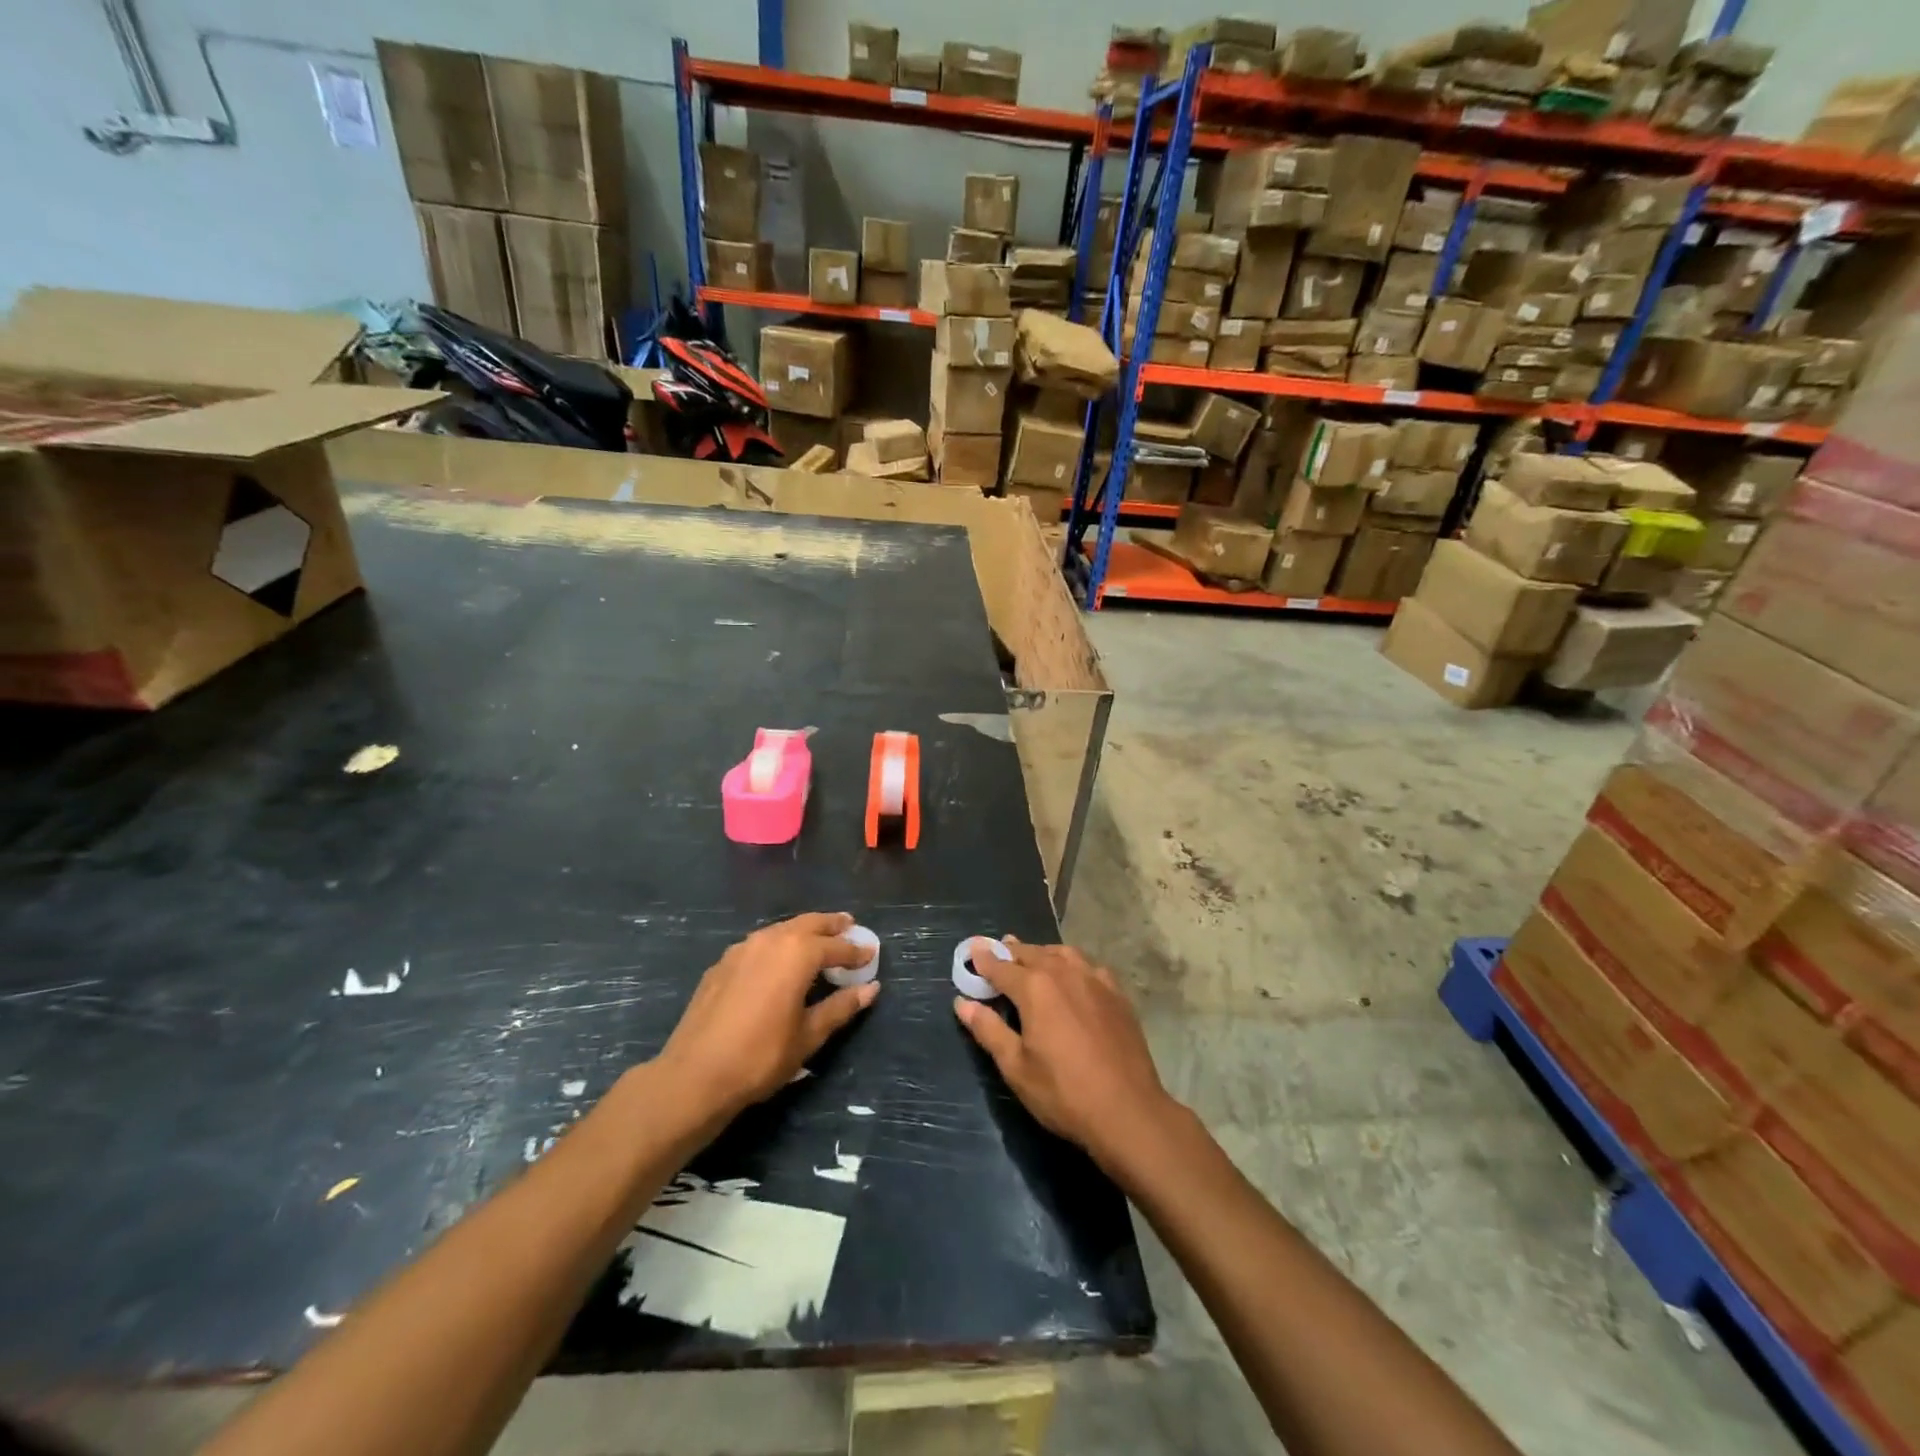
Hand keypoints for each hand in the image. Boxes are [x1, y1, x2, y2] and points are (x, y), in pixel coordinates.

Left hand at [657, 912, 876, 1118]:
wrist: (694, 1075)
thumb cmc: (761, 1056)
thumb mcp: (808, 1035)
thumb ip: (840, 1007)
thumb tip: (871, 989)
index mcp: (797, 954)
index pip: (835, 946)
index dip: (855, 950)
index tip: (871, 952)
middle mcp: (770, 940)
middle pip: (808, 924)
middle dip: (830, 925)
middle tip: (848, 925)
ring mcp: (741, 949)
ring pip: (780, 930)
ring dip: (802, 931)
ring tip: (816, 940)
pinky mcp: (721, 964)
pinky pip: (758, 944)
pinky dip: (777, 945)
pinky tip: (777, 961)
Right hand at [952, 937, 1174, 1175]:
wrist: (1128, 1110)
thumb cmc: (1064, 1093)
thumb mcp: (1016, 1067)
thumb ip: (988, 1030)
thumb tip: (962, 1003)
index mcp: (1035, 988)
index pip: (1001, 967)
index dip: (984, 959)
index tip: (972, 949)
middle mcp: (1064, 972)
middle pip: (1032, 953)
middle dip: (1012, 952)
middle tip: (998, 952)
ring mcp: (1095, 980)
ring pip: (1062, 953)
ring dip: (1042, 953)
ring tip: (1032, 957)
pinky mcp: (1117, 994)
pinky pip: (1089, 966)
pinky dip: (1072, 963)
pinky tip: (1074, 975)